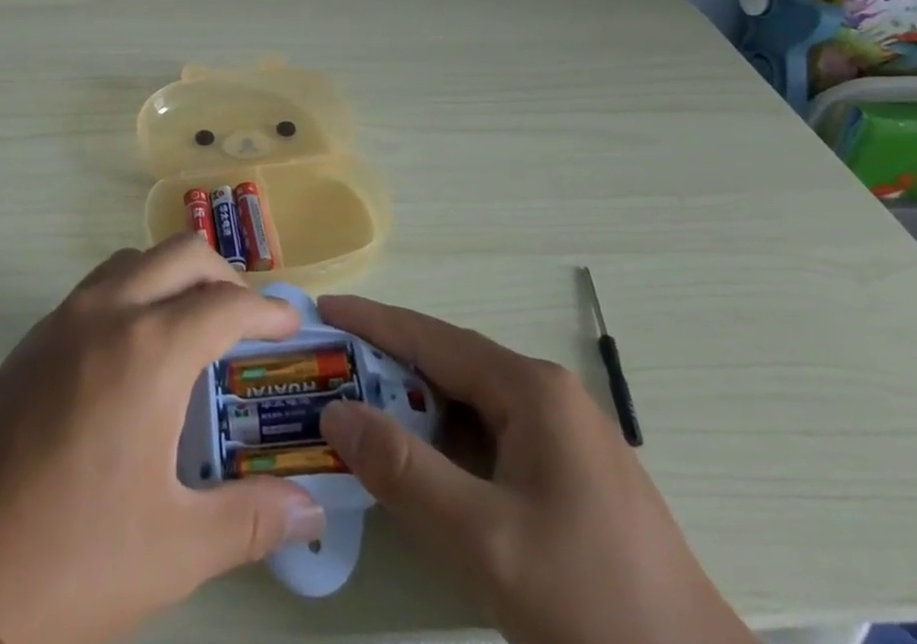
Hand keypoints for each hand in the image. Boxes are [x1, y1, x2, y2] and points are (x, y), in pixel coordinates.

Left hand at [0, 236, 324, 643]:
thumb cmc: (69, 559)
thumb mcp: (173, 550)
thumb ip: (252, 521)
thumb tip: (313, 512)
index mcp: (149, 350)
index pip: (227, 303)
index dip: (268, 310)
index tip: (292, 326)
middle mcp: (109, 312)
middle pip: (182, 254)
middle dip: (226, 275)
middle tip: (249, 320)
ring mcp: (64, 317)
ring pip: (136, 258)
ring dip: (176, 273)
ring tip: (196, 323)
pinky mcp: (34, 337)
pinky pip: (101, 283)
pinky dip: (136, 287)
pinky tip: (138, 345)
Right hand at [316, 295, 750, 643]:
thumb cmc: (592, 606)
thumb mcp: (486, 542)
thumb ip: (405, 473)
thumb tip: (336, 412)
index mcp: (532, 390)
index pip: (433, 338)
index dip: (374, 323)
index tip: (324, 310)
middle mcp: (547, 397)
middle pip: (449, 366)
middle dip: (388, 368)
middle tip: (328, 371)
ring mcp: (562, 437)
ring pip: (469, 406)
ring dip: (415, 409)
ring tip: (359, 415)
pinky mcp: (567, 477)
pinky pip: (489, 440)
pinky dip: (445, 444)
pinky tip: (419, 468)